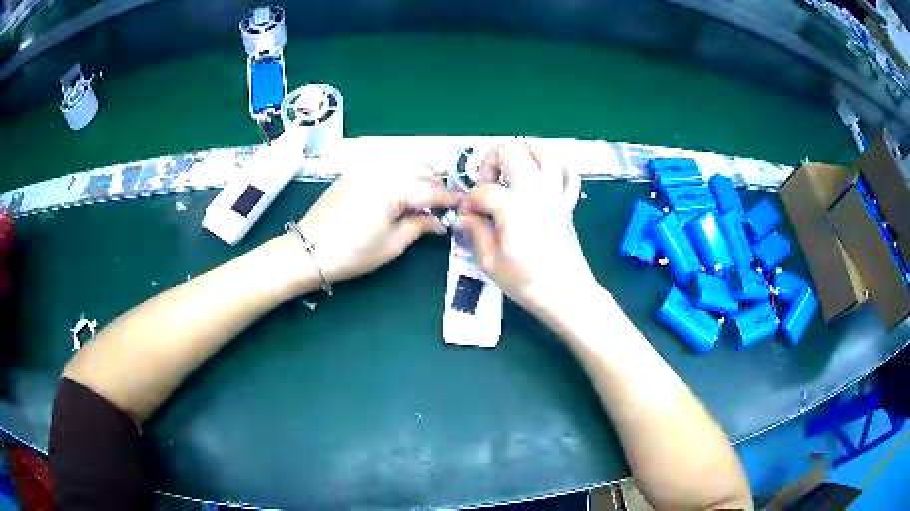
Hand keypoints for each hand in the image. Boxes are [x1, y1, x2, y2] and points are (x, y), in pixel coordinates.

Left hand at [295, 163, 457, 284]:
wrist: (307, 251)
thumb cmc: (353, 253)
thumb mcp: (393, 244)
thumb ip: (420, 226)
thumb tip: (439, 221)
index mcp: (395, 186)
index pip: (432, 189)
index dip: (450, 198)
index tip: (464, 204)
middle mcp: (382, 169)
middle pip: (419, 172)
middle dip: (434, 187)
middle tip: (442, 207)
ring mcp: (364, 168)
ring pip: (402, 167)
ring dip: (416, 181)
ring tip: (421, 202)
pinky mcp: (352, 173)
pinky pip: (383, 169)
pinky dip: (397, 178)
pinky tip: (398, 196)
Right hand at [458, 141, 596, 318]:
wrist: (566, 294)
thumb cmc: (526, 281)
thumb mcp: (489, 262)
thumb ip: (475, 233)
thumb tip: (464, 218)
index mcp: (512, 205)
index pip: (482, 190)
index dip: (469, 202)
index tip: (467, 219)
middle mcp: (534, 190)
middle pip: (511, 151)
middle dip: (492, 160)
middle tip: (488, 183)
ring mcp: (554, 193)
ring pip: (543, 152)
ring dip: (524, 155)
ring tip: (513, 172)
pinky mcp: (567, 203)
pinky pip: (569, 174)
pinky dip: (557, 168)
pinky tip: (544, 178)